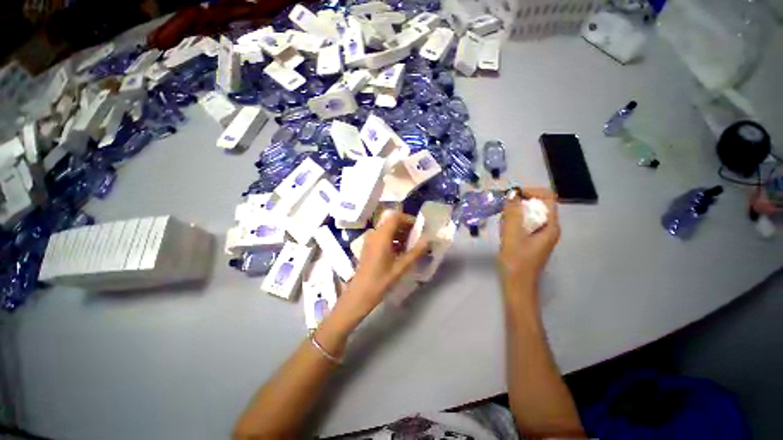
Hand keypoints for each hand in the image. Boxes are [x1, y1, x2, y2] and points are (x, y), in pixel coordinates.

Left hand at [341, 210, 429, 316]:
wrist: (360, 294)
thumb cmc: (381, 281)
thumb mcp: (401, 267)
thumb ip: (416, 252)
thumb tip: (428, 239)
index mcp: (381, 236)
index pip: (395, 217)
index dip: (408, 219)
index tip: (418, 228)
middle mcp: (374, 234)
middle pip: (391, 222)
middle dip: (405, 227)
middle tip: (417, 238)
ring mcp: (370, 240)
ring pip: (387, 229)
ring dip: (399, 233)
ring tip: (410, 246)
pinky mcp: (368, 246)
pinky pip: (382, 236)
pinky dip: (392, 239)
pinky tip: (400, 251)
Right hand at [498, 188, 559, 291]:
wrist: (517, 286)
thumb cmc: (516, 262)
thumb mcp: (512, 236)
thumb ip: (512, 214)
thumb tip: (512, 194)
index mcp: (550, 226)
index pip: (548, 197)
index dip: (531, 192)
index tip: (512, 196)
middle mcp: (549, 228)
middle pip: (538, 205)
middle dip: (520, 203)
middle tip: (503, 211)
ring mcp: (541, 235)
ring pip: (530, 214)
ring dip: (515, 213)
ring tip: (503, 223)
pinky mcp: (533, 241)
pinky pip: (526, 224)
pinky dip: (514, 222)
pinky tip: (505, 231)